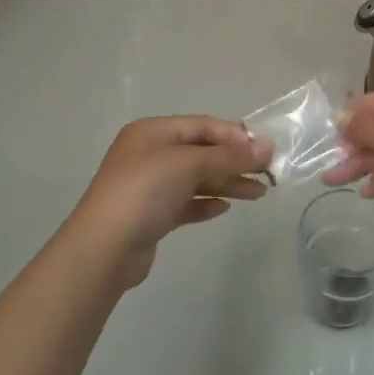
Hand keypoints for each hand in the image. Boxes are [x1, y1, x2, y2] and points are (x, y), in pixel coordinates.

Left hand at [64, 117, 271, 289]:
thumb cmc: (144, 193)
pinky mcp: (151, 215)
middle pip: (201, 152)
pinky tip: (224, 208)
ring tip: (259, 194)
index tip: (265, 151)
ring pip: (196, 179)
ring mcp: (149, 186)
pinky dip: (206, 203)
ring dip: (227, 183)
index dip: (235, 136)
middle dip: (235, 161)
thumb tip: (268, 146)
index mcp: (152, 132)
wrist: (104, 248)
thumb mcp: (189, 165)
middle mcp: (149, 154)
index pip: (202, 125)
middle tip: (269, 174)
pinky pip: (186, 202)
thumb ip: (229, 156)